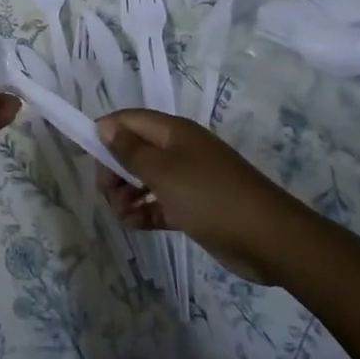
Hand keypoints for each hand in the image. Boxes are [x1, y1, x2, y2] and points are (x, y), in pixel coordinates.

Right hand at [94, 110, 292, 285]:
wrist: (269, 238)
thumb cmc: (209, 196)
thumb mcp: (163, 171)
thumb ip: (130, 150)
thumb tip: (105, 126)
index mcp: (172, 131)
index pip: (129, 120)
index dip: (106, 133)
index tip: (90, 159)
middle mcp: (179, 149)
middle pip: (135, 150)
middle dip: (115, 169)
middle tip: (107, 195)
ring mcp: (189, 178)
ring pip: (146, 178)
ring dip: (128, 194)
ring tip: (122, 216)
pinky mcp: (196, 207)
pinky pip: (161, 202)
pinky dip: (146, 210)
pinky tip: (134, 225)